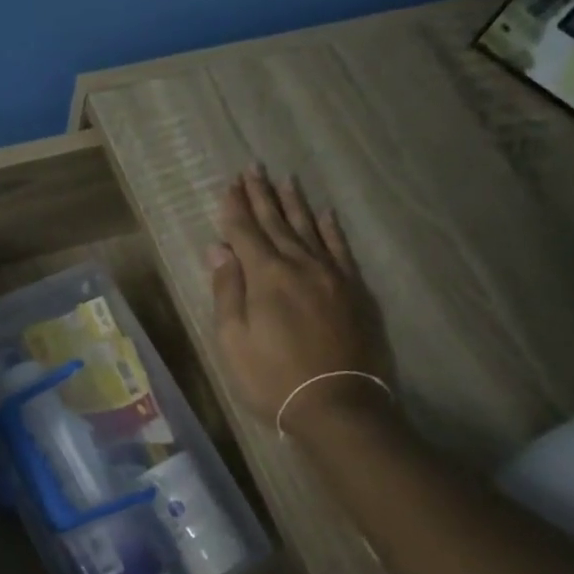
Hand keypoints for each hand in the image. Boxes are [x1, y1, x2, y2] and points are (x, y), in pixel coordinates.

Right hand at [208, 167, 387, 434]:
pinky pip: (341, 249)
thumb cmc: (273, 378)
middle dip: (261, 196)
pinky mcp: (355, 291)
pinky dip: (331, 229)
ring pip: (309, 229)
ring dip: (294, 204)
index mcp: (266, 276)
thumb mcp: (234, 340)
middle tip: (252, 169)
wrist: (338, 405)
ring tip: (285, 179)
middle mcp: (300, 265)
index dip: (235, 209)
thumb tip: (219, 249)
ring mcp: (332, 275)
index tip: (229, 185)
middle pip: (277, 223)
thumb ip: (227, 290)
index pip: (245, 233)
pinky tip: (325, 214)